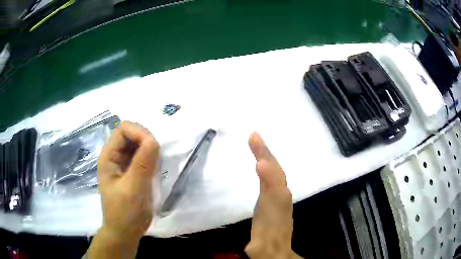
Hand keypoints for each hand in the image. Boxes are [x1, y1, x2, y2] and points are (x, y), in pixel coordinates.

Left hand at [87, 121, 159, 258]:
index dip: (139, 132)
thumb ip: (143, 163)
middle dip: (146, 141)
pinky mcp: (132, 172)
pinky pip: (143, 157)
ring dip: (150, 151)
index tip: (154, 147)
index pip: (123, 129)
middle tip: (157, 158)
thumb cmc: (125, 213)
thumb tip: (154, 140)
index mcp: (109, 157)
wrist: (125, 233)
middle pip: (131, 135)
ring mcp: (123, 164)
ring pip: (139, 145)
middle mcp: (115, 156)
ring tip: (157, 166)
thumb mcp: (133, 188)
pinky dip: (152, 159)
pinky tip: (156, 171)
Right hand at [245, 132, 299, 258]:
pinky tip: (259, 169)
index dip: (263, 151)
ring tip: (256, 146)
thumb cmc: (270, 229)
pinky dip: (264, 171)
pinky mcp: (271, 203)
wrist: (272, 248)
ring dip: (264, 157)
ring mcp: (276, 197)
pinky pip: (269, 181)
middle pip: (274, 167)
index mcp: (279, 190)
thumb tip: (262, 162)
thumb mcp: (271, 207)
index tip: (253, 135)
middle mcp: (281, 191)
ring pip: (272, 173)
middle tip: (253, 136)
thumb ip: (269, 185)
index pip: (272, 166)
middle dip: (264, 151)